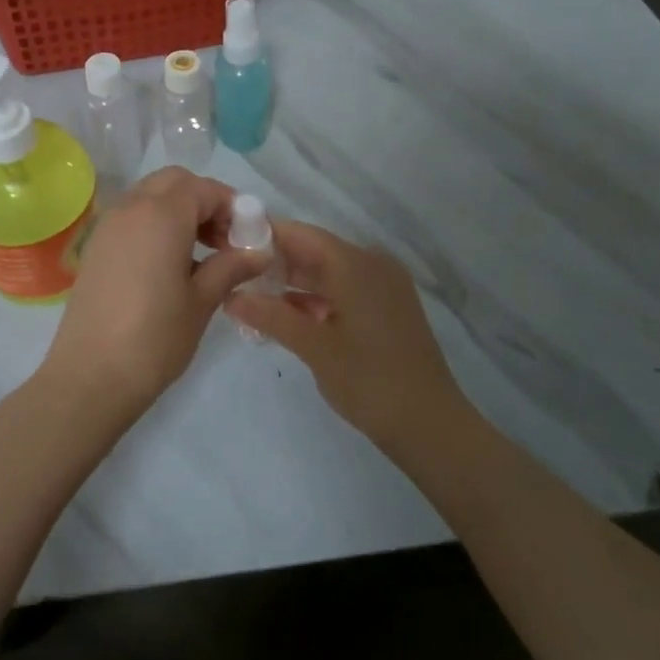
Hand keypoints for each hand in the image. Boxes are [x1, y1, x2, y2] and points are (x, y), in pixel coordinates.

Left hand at [38, 168, 265, 412]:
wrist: (90, 376)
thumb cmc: (154, 338)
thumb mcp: (202, 301)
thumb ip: (231, 267)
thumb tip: (260, 251)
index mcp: (161, 215)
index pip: (204, 188)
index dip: (232, 206)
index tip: (249, 237)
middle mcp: (130, 208)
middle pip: (174, 183)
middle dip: (204, 201)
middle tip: (224, 240)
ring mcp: (108, 226)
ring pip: (150, 197)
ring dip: (179, 211)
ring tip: (202, 254)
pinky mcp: (95, 248)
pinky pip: (132, 218)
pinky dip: (156, 225)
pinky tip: (170, 265)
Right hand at [225, 221, 460, 451]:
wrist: (430, 425)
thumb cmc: (369, 380)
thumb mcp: (313, 347)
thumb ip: (270, 315)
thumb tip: (230, 296)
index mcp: (354, 264)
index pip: (300, 234)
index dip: (264, 235)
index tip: (228, 245)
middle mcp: (372, 265)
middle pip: (314, 251)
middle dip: (275, 262)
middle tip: (233, 275)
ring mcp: (384, 287)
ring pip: (329, 273)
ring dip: (294, 283)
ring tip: (252, 298)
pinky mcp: (388, 309)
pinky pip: (344, 290)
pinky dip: (316, 299)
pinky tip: (288, 317)